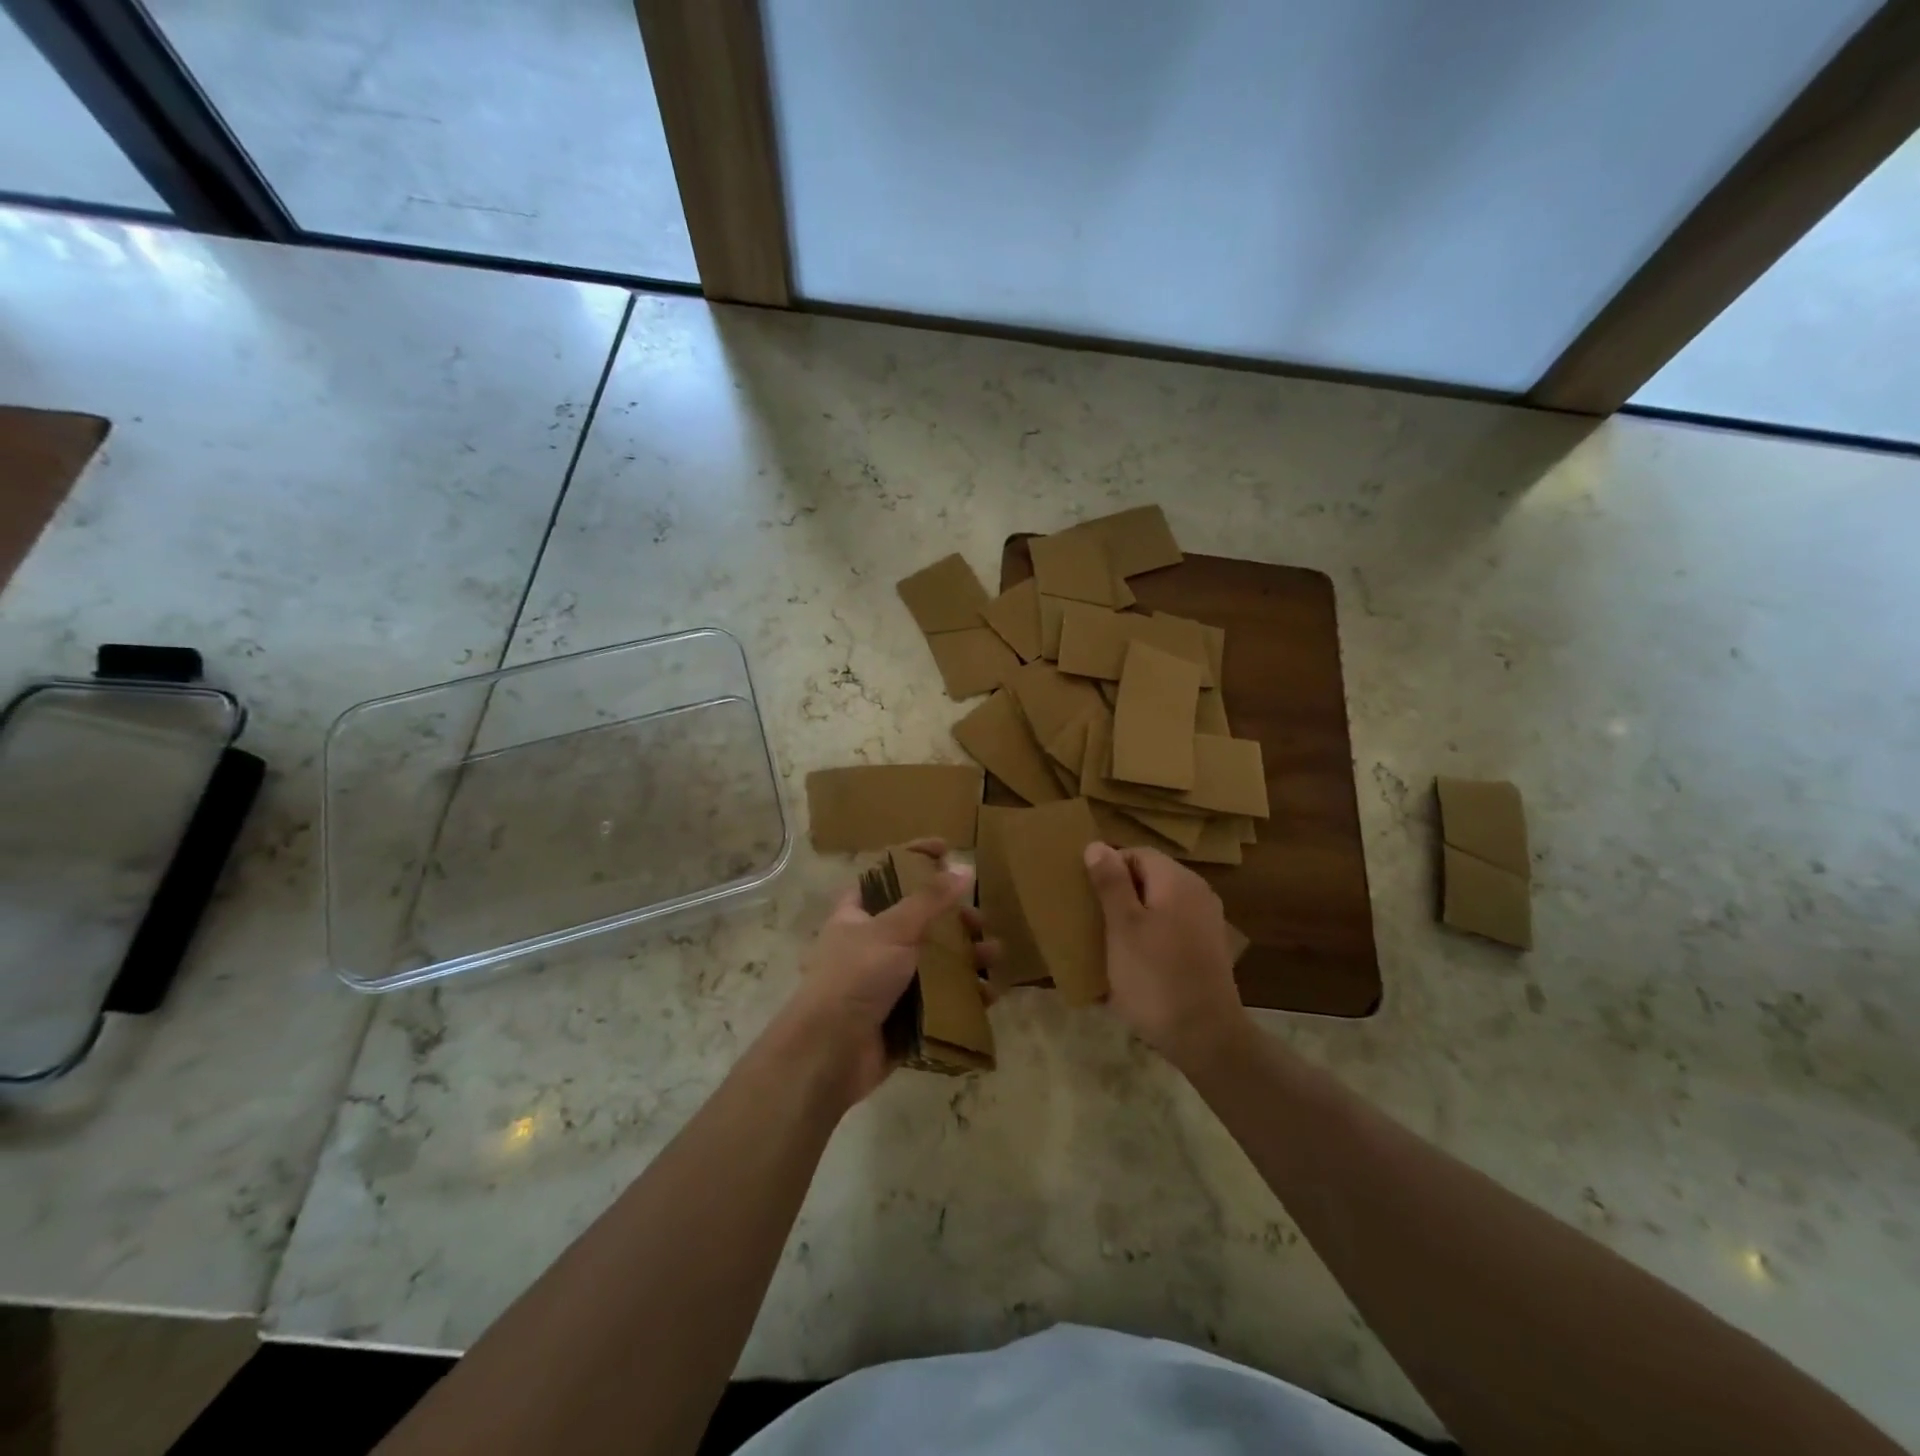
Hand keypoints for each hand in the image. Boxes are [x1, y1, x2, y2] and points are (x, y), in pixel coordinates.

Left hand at [779, 840, 992, 1104]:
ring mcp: (888, 983)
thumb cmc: (855, 977)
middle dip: (955, 919)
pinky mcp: (903, 1017)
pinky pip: (941, 1000)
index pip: (887, 874)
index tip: (947, 849)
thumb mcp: (893, 929)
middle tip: (979, 921)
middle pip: (920, 921)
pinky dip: (966, 995)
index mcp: (858, 915)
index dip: (915, 857)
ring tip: (994, 956)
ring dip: (967, 957)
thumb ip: (930, 900)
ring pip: (935, 961)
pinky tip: (990, 993)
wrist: (828, 1054)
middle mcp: (873, 944)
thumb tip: (964, 867)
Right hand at [1084, 842, 1247, 1067]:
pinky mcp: (1209, 949)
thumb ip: (1111, 883)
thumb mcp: (1122, 927)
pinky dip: (1152, 935)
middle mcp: (1198, 892)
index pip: (1136, 853)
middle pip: (1151, 877)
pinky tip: (1136, 962)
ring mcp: (1207, 921)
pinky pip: (1173, 927)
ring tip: (1109, 941)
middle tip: (1093, 919)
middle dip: (1120, 892)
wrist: (1205, 1036)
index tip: (1087, 895)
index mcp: (1177, 880)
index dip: (1108, 868)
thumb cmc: (1154, 976)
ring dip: (1134, 916)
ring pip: (1161, 903)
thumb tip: (1097, 845)